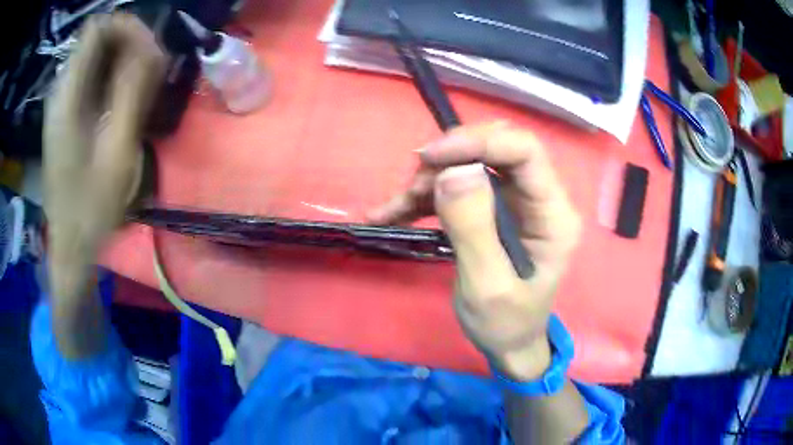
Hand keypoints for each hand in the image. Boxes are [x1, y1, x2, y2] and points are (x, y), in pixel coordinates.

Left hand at [44, 14, 164, 299]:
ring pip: (97, 56)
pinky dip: (113, 77)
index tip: (151, 48)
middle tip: (151, 70)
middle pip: (98, 38)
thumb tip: (153, 46)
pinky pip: (93, 76)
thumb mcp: (117, 149)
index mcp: (68, 96)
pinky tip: (124, 100)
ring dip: (123, 61)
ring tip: (142, 87)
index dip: (127, 26)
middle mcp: (62, 90)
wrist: (71, 243)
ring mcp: (62, 102)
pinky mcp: (66, 114)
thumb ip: (132, 91)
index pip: (97, 28)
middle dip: (129, 43)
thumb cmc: (92, 207)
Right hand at [369, 122, 581, 379]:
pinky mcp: (493, 210)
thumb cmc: (506, 323)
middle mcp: (538, 199)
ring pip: (471, 165)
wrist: (509, 343)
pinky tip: (390, 213)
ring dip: (431, 180)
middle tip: (413, 187)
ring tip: (397, 209)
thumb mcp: (488, 287)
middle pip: (495, 150)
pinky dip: (424, 197)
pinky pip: (458, 188)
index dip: (479, 142)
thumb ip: (474, 229)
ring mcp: (516, 202)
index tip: (431, 157)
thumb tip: (455, 170)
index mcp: (553, 215)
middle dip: (449, 160)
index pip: (525, 152)